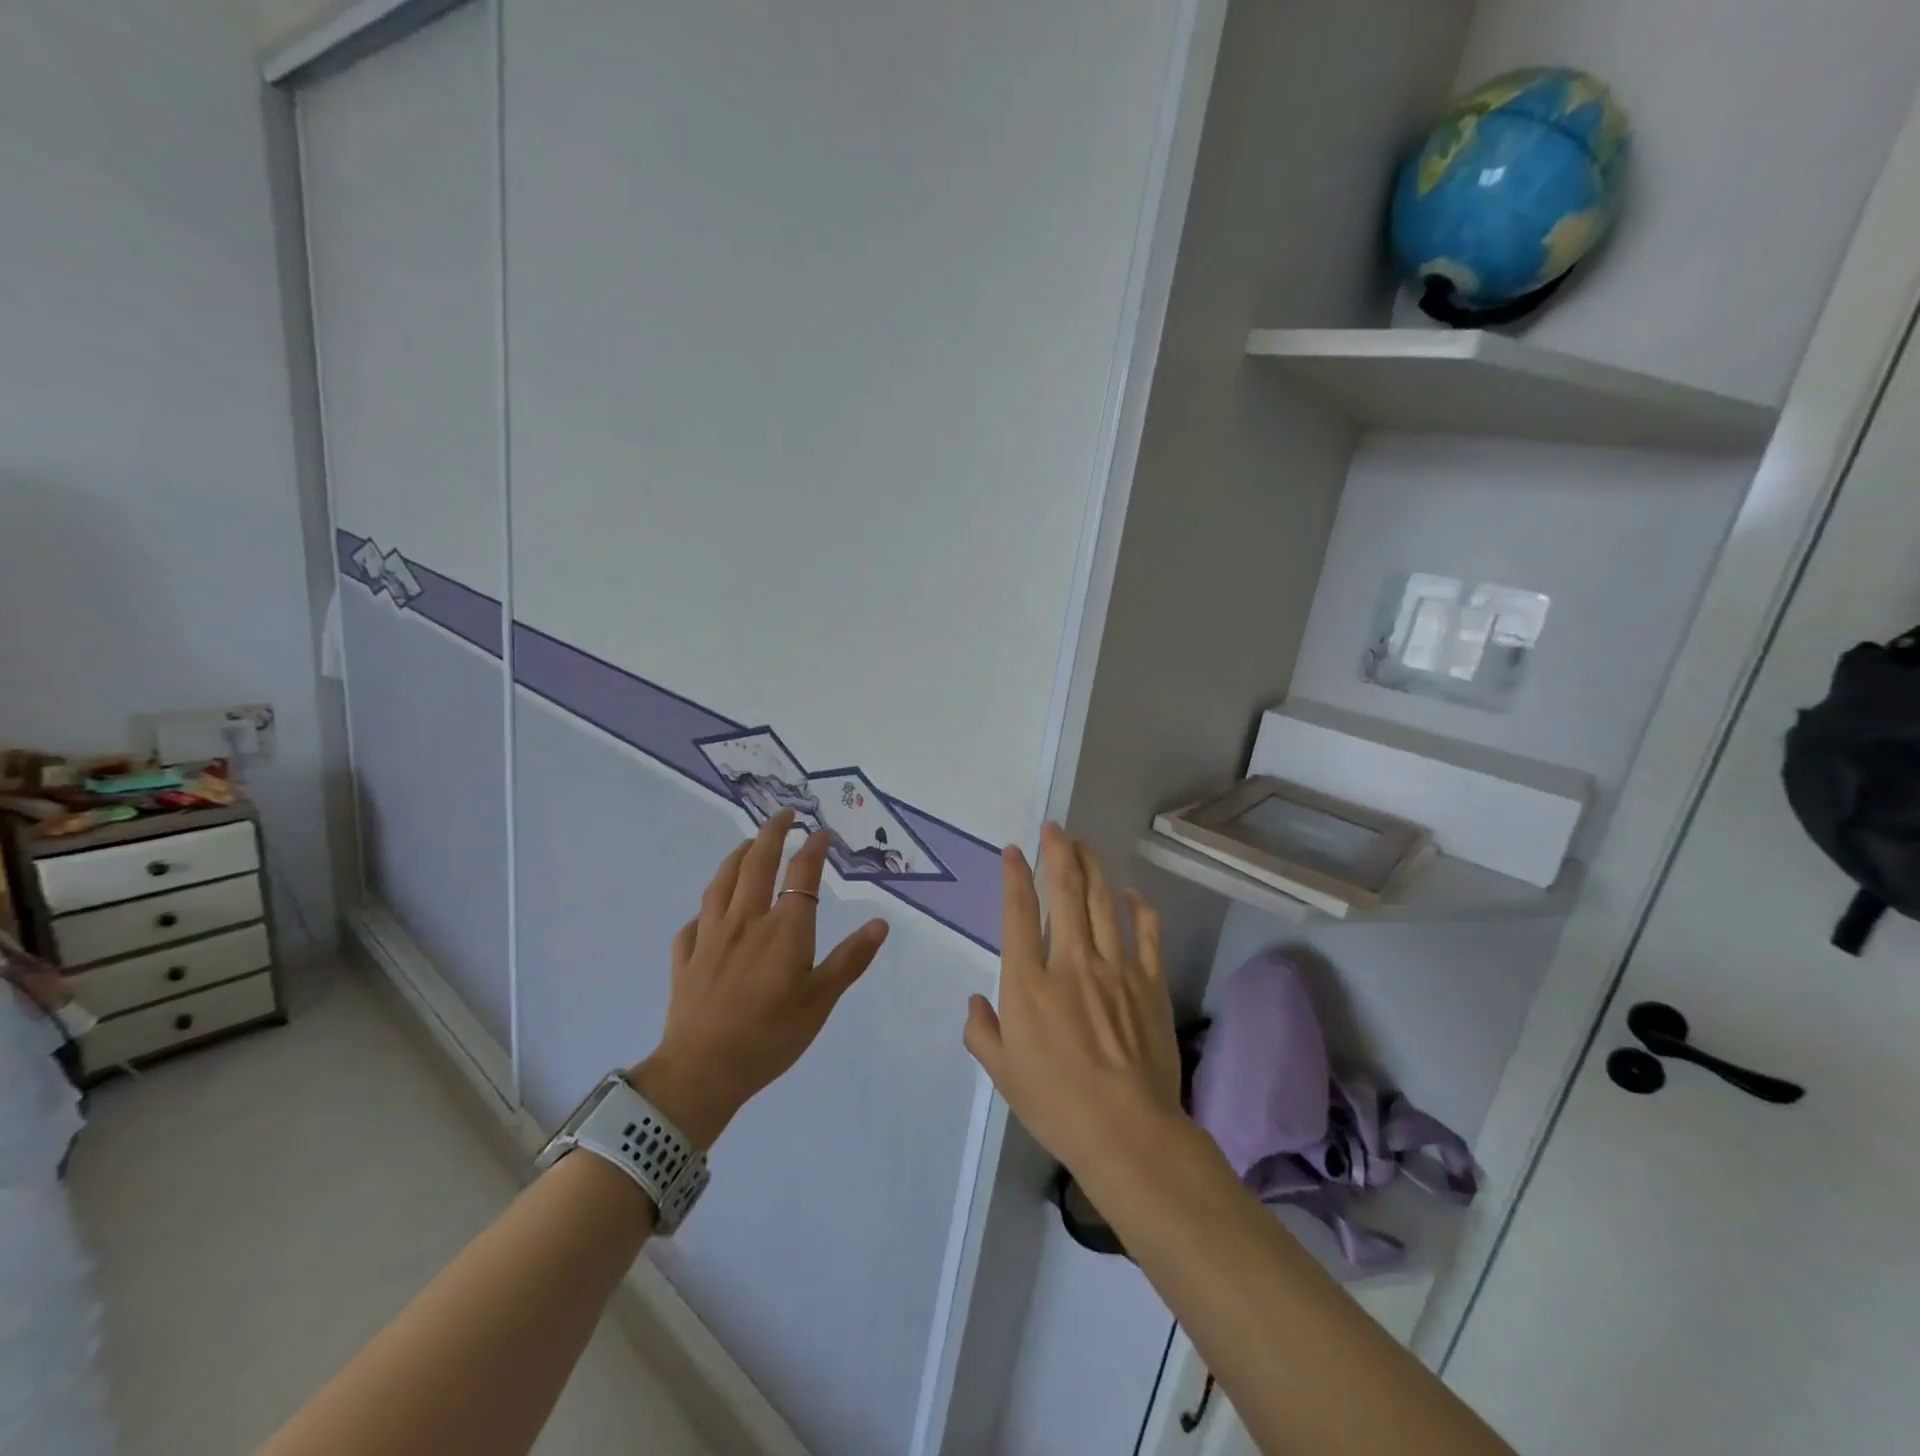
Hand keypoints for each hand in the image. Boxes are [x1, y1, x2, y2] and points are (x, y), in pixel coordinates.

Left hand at [629, 810, 888, 1148]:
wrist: (702, 1071)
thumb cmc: (771, 1036)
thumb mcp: (821, 1001)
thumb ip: (850, 959)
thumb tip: (880, 923)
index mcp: (784, 929)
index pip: (802, 875)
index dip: (814, 849)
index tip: (822, 833)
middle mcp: (746, 920)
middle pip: (756, 863)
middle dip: (772, 833)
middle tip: (784, 815)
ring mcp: (710, 936)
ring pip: (721, 883)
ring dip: (736, 857)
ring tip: (746, 845)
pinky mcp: (685, 958)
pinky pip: (693, 924)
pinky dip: (704, 911)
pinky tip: (707, 914)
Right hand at [963, 823, 1182, 1177]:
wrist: (1128, 1132)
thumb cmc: (1057, 1105)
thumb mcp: (1002, 1074)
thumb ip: (981, 1032)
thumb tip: (974, 1003)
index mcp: (1028, 983)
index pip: (1018, 913)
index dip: (1015, 876)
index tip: (1014, 852)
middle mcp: (1070, 962)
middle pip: (1065, 892)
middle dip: (1058, 853)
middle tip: (1055, 828)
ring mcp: (1115, 968)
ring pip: (1103, 902)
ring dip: (1092, 867)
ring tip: (1084, 844)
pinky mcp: (1149, 981)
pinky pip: (1146, 932)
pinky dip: (1139, 908)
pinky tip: (1131, 893)